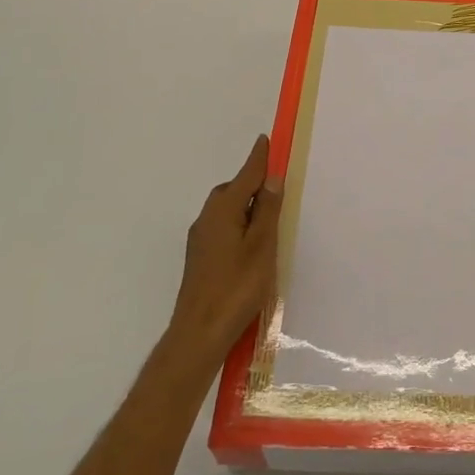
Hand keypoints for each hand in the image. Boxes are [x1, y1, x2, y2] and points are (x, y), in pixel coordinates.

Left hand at [165, 134, 282, 368]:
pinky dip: (239, 224)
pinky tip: (251, 242)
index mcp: (222, 211)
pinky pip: (222, 227)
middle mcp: (207, 219)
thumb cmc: (236, 286)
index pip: (245, 176)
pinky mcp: (200, 259)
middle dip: (252, 184)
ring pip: (226, 211)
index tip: (266, 140)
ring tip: (268, 216)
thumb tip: (270, 179)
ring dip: (245, 206)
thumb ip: (266, 210)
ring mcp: (200, 240)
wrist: (199, 334)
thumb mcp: (261, 245)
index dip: (258, 159)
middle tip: (276, 186)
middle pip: (232, 191)